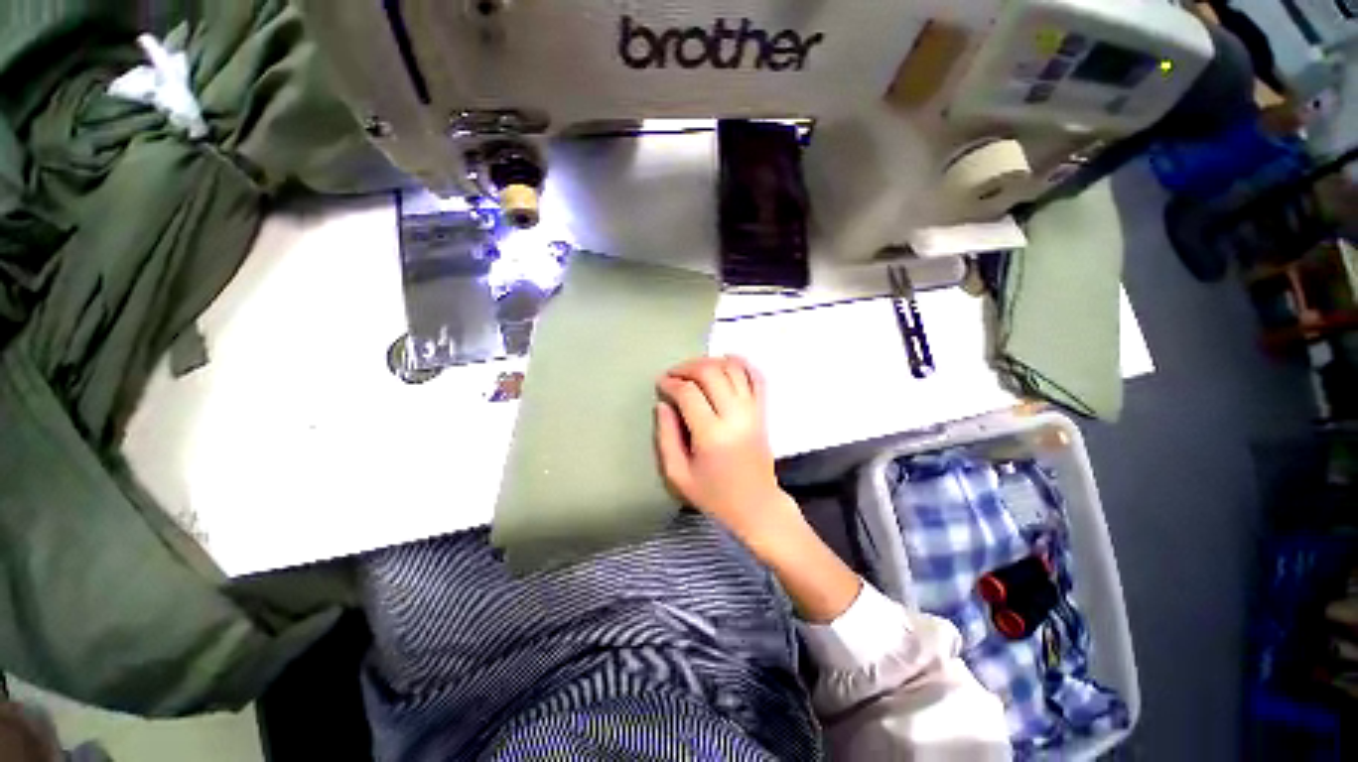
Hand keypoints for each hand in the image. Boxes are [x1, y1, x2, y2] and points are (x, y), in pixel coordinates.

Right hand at [655, 356, 862, 621]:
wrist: (757, 506)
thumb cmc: (714, 496)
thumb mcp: (678, 475)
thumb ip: (666, 437)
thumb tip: (663, 404)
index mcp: (711, 435)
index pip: (689, 393)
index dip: (671, 383)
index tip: (661, 385)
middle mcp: (735, 416)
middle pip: (711, 372)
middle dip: (687, 367)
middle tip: (674, 375)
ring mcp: (753, 411)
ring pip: (733, 369)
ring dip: (711, 361)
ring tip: (694, 369)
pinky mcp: (763, 412)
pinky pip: (757, 377)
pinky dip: (742, 363)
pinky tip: (727, 360)